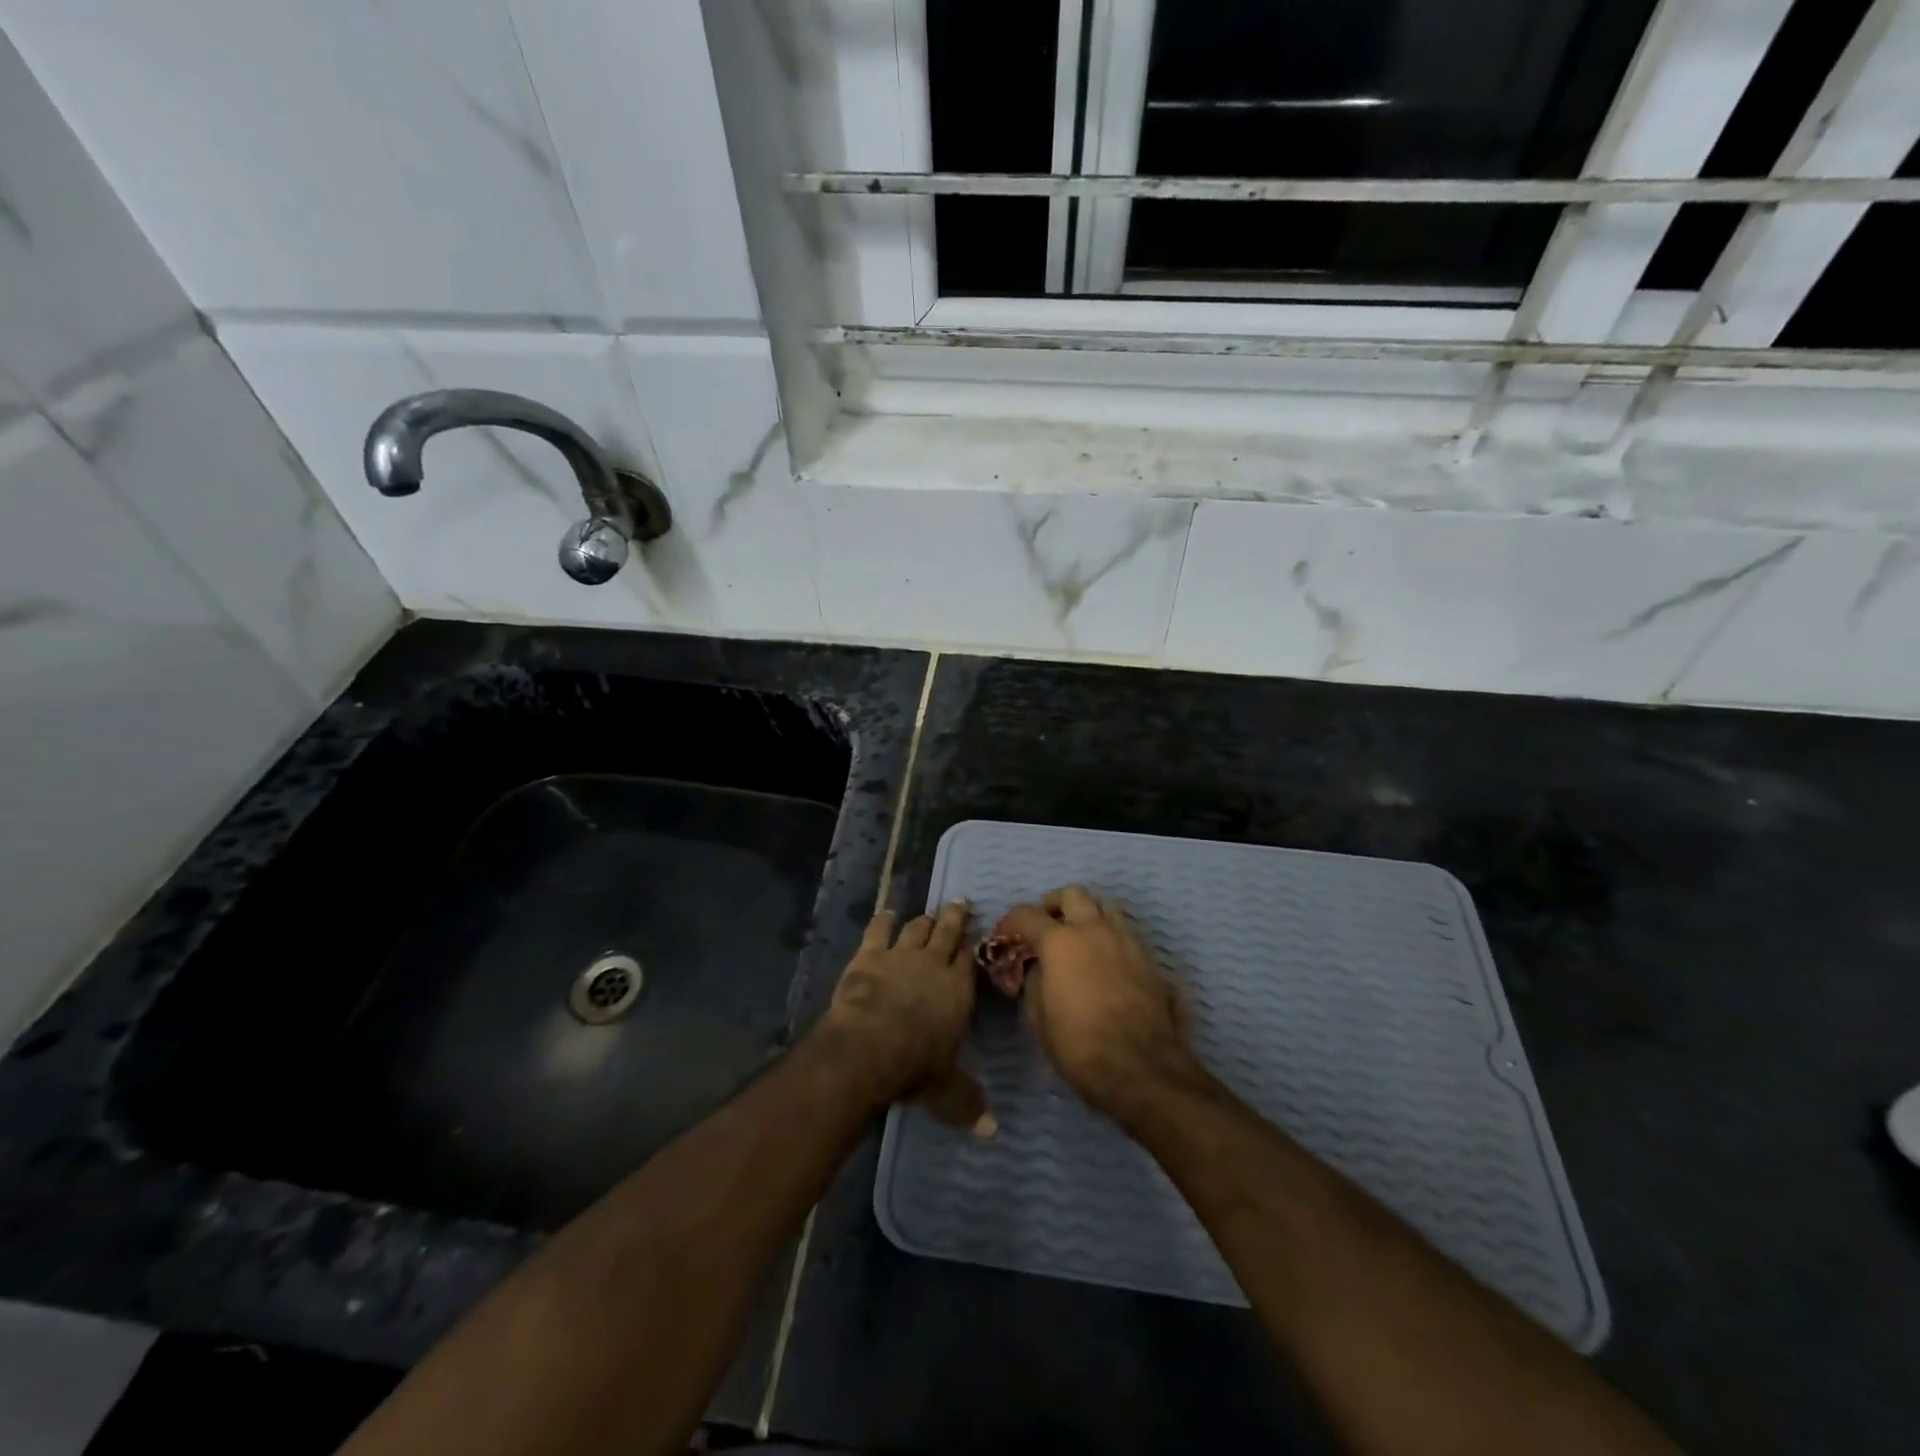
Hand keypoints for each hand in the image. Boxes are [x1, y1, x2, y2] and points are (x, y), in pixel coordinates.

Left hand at [819, 902, 990, 1132]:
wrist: (868, 1046)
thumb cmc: (914, 1067)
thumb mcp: (946, 1091)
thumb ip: (968, 1104)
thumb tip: (993, 1132)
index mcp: (959, 991)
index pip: (970, 960)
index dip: (973, 946)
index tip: (975, 935)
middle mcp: (934, 964)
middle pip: (948, 932)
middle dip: (955, 917)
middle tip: (959, 902)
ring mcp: (901, 955)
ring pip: (917, 928)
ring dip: (924, 919)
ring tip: (929, 912)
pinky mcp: (870, 954)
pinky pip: (879, 930)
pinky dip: (883, 920)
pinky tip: (886, 913)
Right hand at [998, 886, 1202, 1123]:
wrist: (1141, 1067)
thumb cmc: (1080, 1045)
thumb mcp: (1039, 1018)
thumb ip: (1035, 982)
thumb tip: (1038, 968)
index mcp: (1060, 941)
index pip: (1028, 914)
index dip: (1011, 921)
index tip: (1006, 934)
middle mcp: (1094, 930)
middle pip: (1073, 894)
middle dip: (1055, 905)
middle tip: (1047, 926)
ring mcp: (1126, 941)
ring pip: (1105, 906)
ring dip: (1088, 915)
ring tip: (1079, 939)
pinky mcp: (1148, 959)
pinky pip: (1125, 933)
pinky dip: (1110, 937)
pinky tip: (1105, 963)